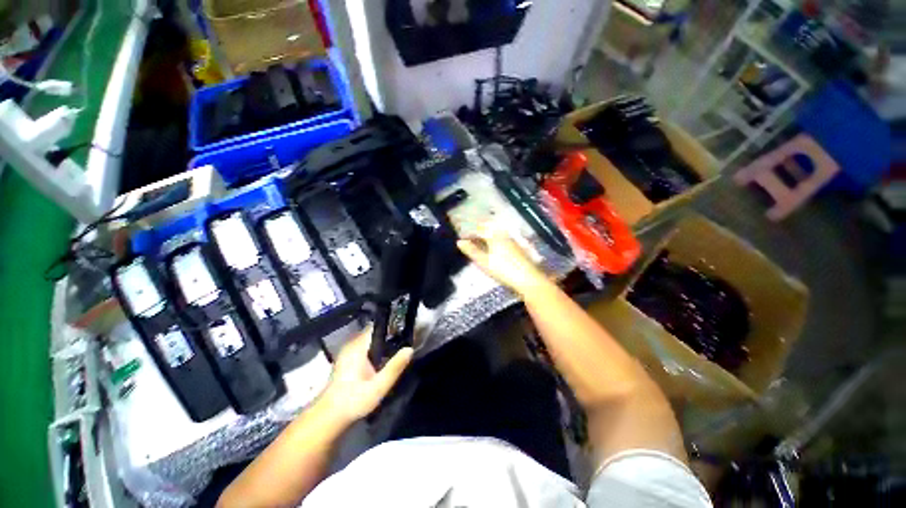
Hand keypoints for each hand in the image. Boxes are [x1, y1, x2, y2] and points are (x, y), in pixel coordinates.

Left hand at [320, 326, 412, 423]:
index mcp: (358, 347)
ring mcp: (347, 352)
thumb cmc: (354, 400)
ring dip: (382, 343)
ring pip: (369, 340)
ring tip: (398, 348)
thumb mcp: (379, 386)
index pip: (377, 326)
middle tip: (405, 340)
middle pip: (374, 332)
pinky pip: (364, 347)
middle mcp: (351, 345)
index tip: (405, 328)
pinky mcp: (346, 360)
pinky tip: (383, 359)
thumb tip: (410, 349)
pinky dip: (375, 349)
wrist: (329, 417)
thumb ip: (395, 367)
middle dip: (389, 335)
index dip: (392, 325)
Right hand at [457, 228, 548, 295]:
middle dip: (478, 234)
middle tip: (470, 241)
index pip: (479, 230)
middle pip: (488, 230)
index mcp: (494, 236)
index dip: (469, 234)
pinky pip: (502, 240)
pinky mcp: (518, 248)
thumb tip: (459, 242)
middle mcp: (503, 235)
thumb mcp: (484, 262)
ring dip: (486, 238)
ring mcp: (512, 241)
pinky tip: (494, 251)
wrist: (528, 279)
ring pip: (496, 235)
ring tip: (479, 246)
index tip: (462, 239)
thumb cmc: (504, 270)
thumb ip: (472, 251)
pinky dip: (494, 243)